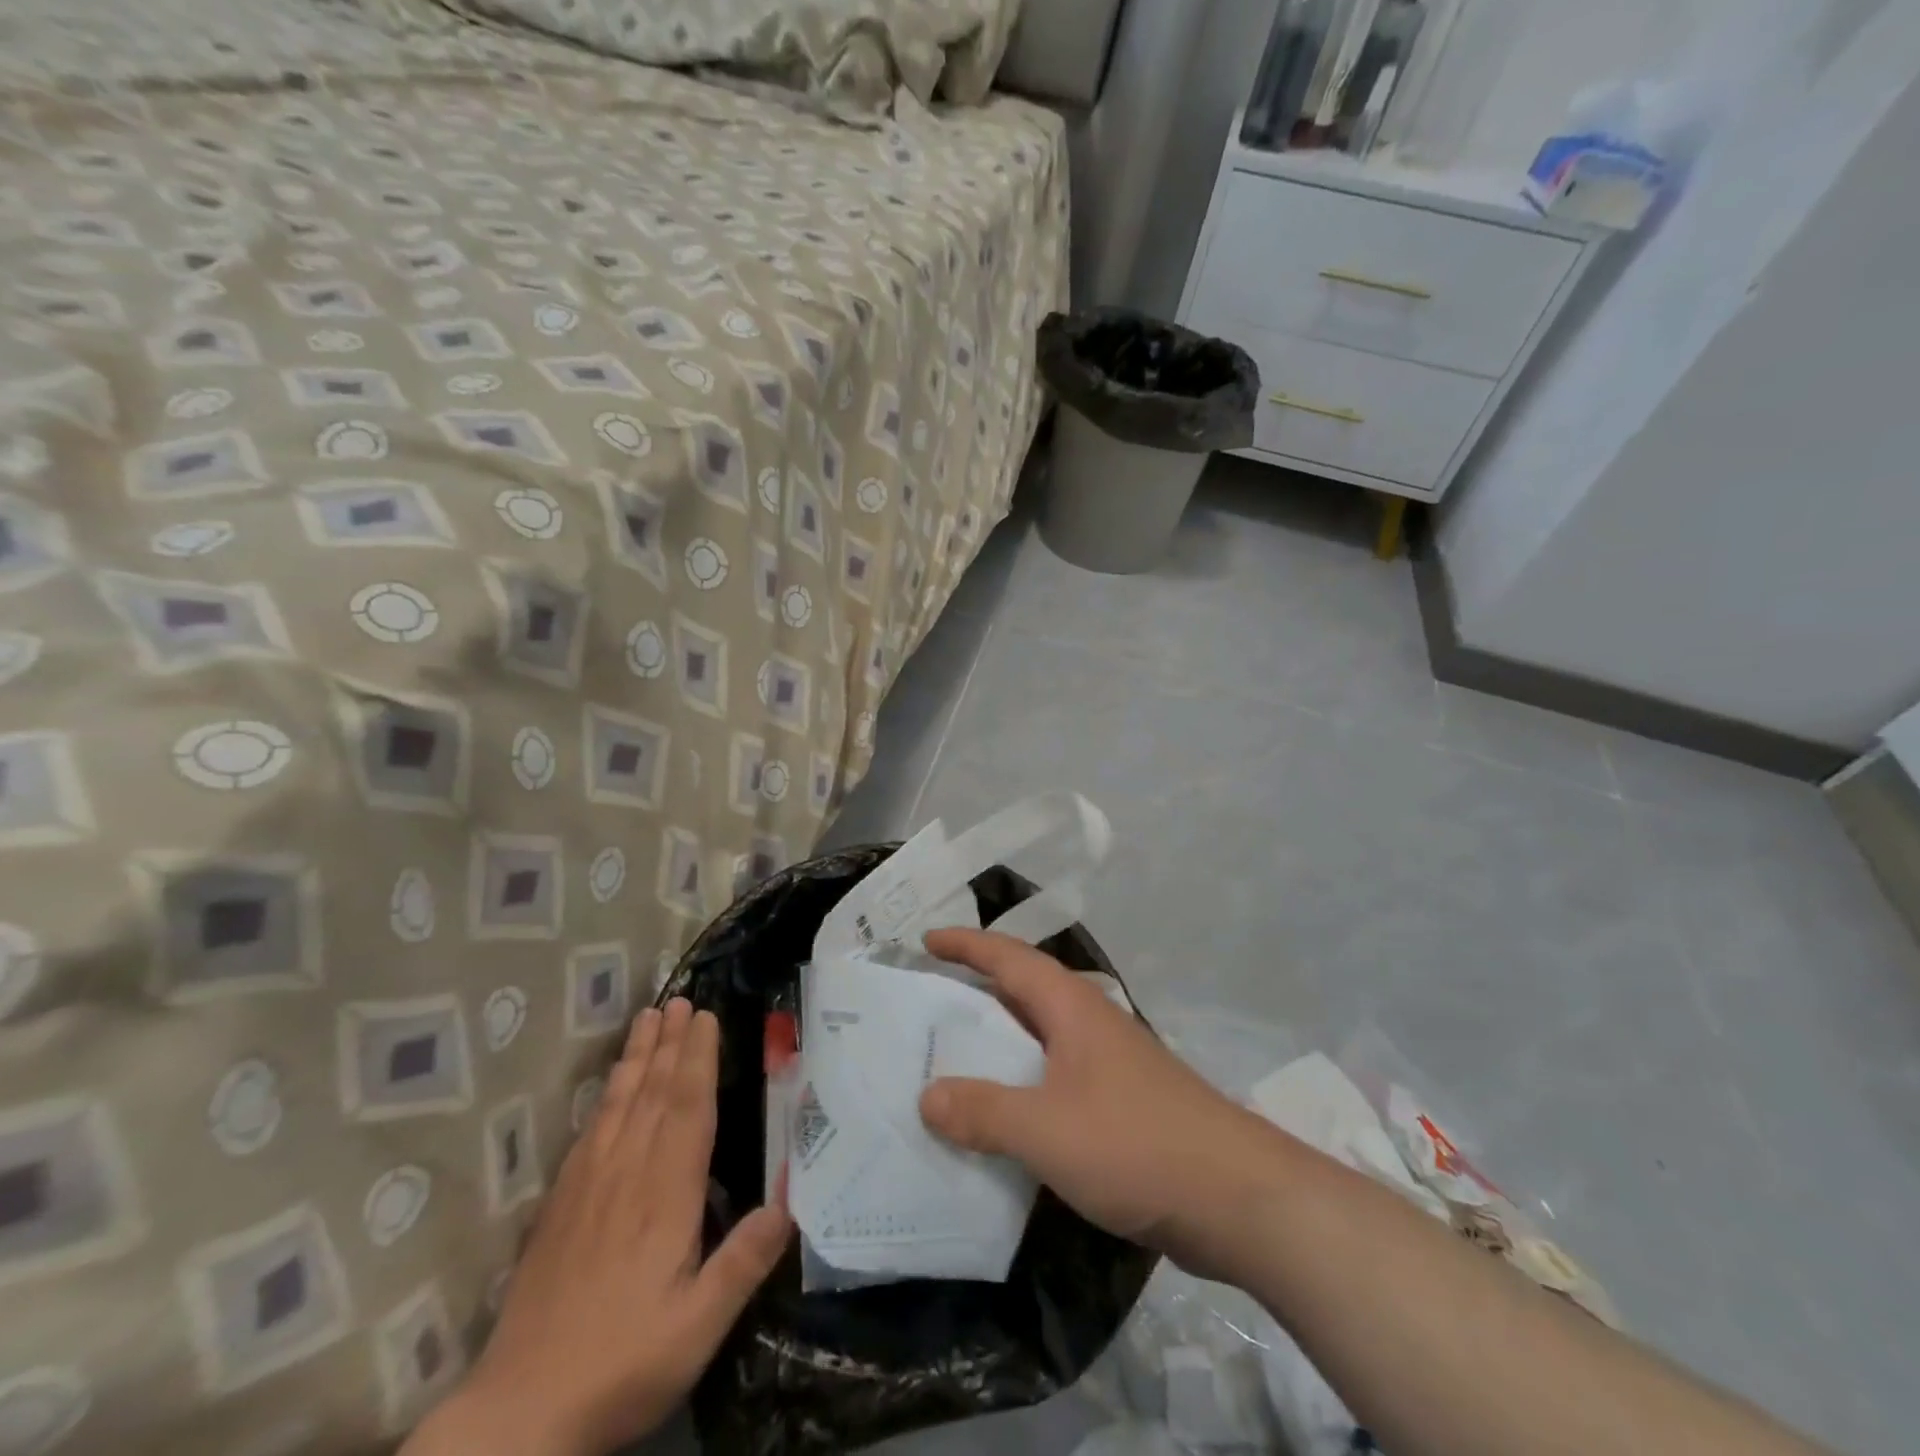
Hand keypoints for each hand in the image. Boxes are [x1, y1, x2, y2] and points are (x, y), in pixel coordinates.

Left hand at [406, 1000, 790, 1455]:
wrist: (518, 1415)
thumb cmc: (621, 1366)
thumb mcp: (697, 1329)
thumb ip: (743, 1264)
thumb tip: (789, 1203)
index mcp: (665, 1197)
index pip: (686, 1110)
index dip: (697, 1060)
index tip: (706, 1017)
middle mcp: (627, 1176)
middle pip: (652, 1093)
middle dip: (670, 1043)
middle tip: (681, 998)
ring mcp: (588, 1187)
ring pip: (619, 1103)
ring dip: (638, 1056)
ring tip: (649, 1016)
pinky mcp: (561, 1205)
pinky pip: (590, 1130)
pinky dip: (605, 1094)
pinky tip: (611, 1083)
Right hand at [917, 929, 1281, 1277]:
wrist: (1238, 1199)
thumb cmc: (1137, 1144)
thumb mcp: (1046, 1129)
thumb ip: (983, 1112)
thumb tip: (927, 1095)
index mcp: (1071, 1008)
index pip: (1008, 958)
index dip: (966, 945)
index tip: (925, 941)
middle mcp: (1088, 1024)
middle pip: (1022, 991)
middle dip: (975, 990)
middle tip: (925, 1002)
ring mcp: (1108, 1064)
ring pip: (1038, 1038)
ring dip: (997, 1042)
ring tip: (949, 1058)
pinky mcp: (1119, 1104)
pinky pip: (1053, 1079)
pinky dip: (1020, 1085)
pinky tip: (1001, 1117)